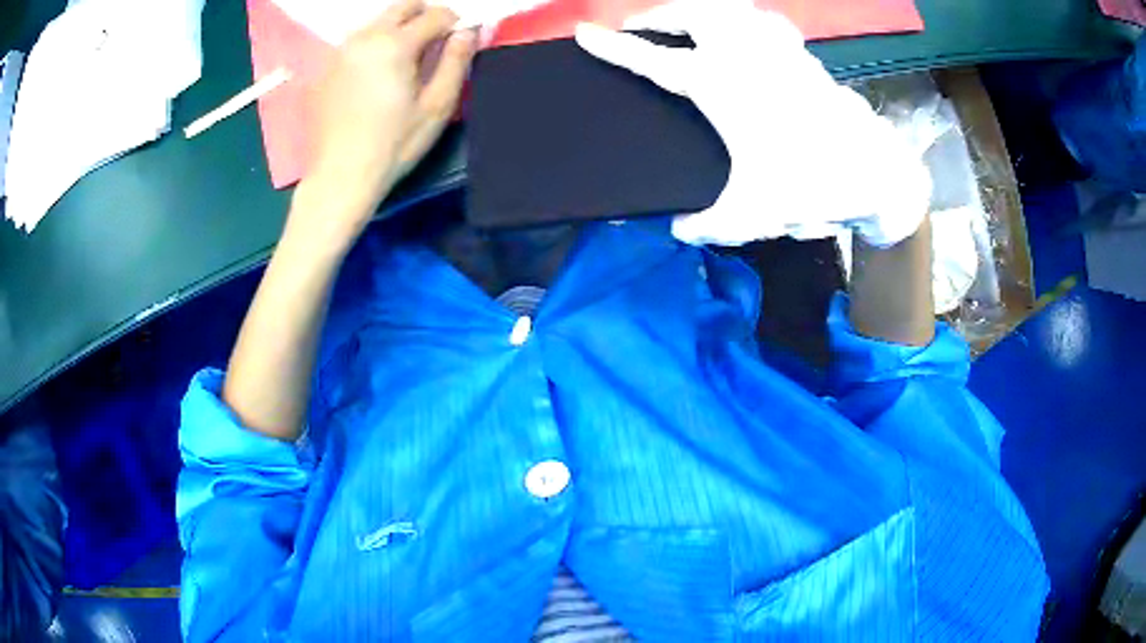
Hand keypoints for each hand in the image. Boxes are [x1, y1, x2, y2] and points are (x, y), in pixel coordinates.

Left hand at [299, 0, 475, 243]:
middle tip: (435, 42)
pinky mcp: (325, 69)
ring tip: (404, 60)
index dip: (455, 23)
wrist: (340, 177)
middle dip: (424, 15)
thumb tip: (469, 31)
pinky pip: (356, 43)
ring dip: (397, 29)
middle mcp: (365, 37)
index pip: (435, 14)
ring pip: (377, 22)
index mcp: (395, 44)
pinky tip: (375, 76)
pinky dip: (373, 46)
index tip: (460, 40)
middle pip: (402, 6)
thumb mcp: (437, 106)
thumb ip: (456, 61)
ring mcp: (340, 52)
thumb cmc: (394, 145)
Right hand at [574, 0, 931, 246]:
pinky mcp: (801, 55)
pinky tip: (744, 28)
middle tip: (642, 26)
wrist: (873, 170)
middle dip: (659, 15)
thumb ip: (707, 225)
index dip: (615, 47)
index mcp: (719, 87)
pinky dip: (743, 17)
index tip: (585, 34)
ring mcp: (775, 49)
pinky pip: (763, 20)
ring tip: (687, 21)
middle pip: (691, 14)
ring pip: (728, 8)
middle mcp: (743, 55)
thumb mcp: (751, 215)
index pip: (653, 60)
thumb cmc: (811, 185)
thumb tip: (677, 229)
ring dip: (700, 9)